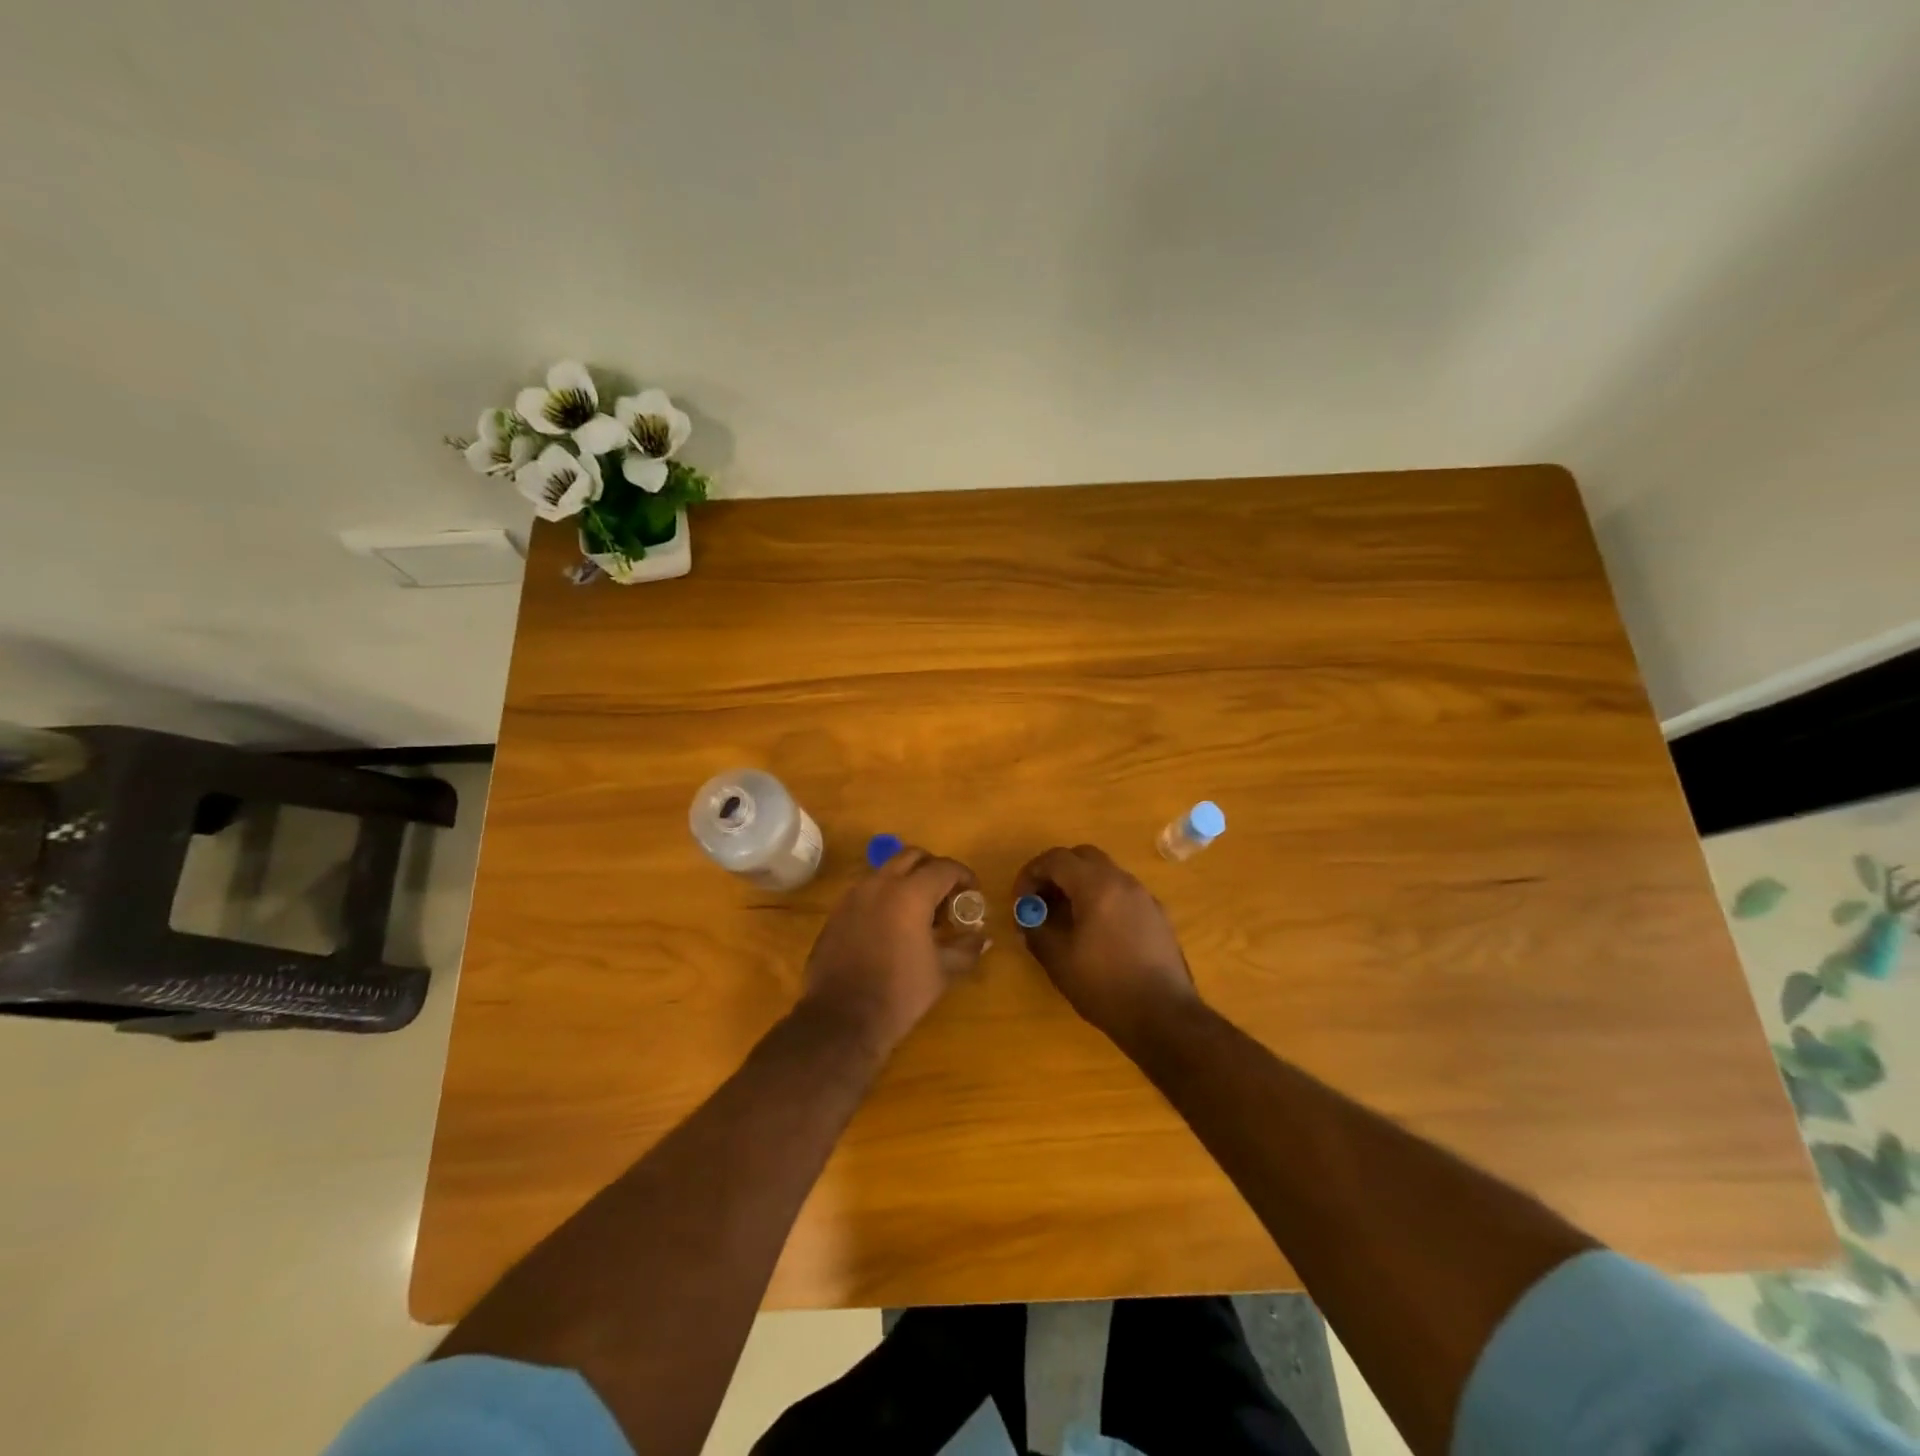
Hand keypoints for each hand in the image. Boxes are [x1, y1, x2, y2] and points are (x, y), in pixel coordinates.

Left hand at [802, 845, 986, 1051]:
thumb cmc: (899, 993)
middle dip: (933, 869)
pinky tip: (891, 926)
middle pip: (912, 857)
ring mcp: (854, 896)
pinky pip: (866, 891)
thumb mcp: (941, 972)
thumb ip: (966, 949)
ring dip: (906, 880)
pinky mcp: (837, 912)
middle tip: (946, 894)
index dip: (964, 876)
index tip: (973, 892)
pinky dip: (884, 896)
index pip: (944, 868)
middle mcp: (880, 884)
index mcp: (910, 894)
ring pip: (886, 871)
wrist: (841, 1019)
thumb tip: (984, 939)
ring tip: (919, 911)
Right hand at [1013, 845, 1198, 1047]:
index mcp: (1097, 886)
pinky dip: (1101, 898)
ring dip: (1080, 885)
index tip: (1021, 900)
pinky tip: (1095, 932)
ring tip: (1065, 917)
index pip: (1056, 859)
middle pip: (1082, 857)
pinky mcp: (1157, 915)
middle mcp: (1123, 882)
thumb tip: (1028, 918)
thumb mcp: (1058, 960)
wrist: (1164, 1017)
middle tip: (1041, 901)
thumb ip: (1036, 930)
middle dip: (1056, 873)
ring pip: (1105, 873)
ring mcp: (1144, 897)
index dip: (1031, 873)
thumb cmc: (1105, 986)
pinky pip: (1122, 892)